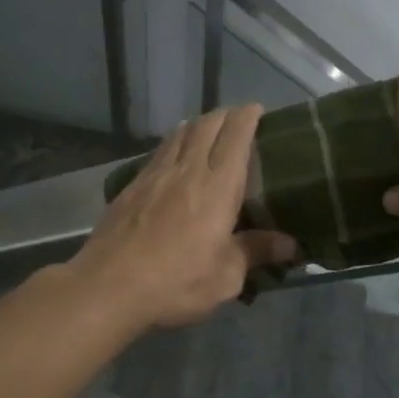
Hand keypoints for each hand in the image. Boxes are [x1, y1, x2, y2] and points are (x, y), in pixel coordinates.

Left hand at [68, 104, 297, 331]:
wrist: (108, 287)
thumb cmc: (176, 282)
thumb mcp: (226, 276)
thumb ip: (256, 252)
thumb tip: (291, 244)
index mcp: (218, 186)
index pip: (236, 135)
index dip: (248, 116)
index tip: (258, 110)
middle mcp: (187, 170)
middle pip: (207, 125)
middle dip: (225, 115)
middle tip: (238, 120)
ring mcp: (155, 175)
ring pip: (180, 134)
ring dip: (198, 125)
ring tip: (208, 130)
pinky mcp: (131, 187)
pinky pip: (159, 152)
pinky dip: (174, 143)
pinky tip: (174, 156)